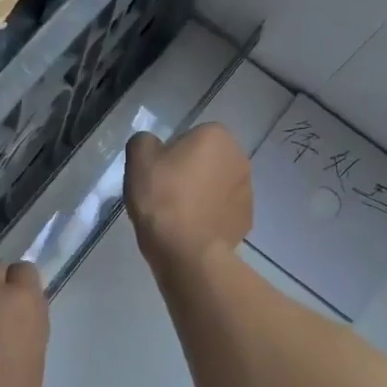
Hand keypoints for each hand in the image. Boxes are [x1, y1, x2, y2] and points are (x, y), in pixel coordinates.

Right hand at [125, 124, 252, 267]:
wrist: (187, 250)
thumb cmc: (163, 197)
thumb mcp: (139, 158)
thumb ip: (144, 141)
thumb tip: (153, 145)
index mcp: (216, 136)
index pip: (190, 136)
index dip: (171, 153)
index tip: (158, 173)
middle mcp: (239, 157)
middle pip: (208, 160)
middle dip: (191, 172)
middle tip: (166, 192)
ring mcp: (248, 190)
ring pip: (217, 185)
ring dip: (203, 194)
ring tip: (178, 215)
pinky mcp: (247, 219)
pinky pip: (223, 210)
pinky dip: (211, 216)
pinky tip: (193, 229)